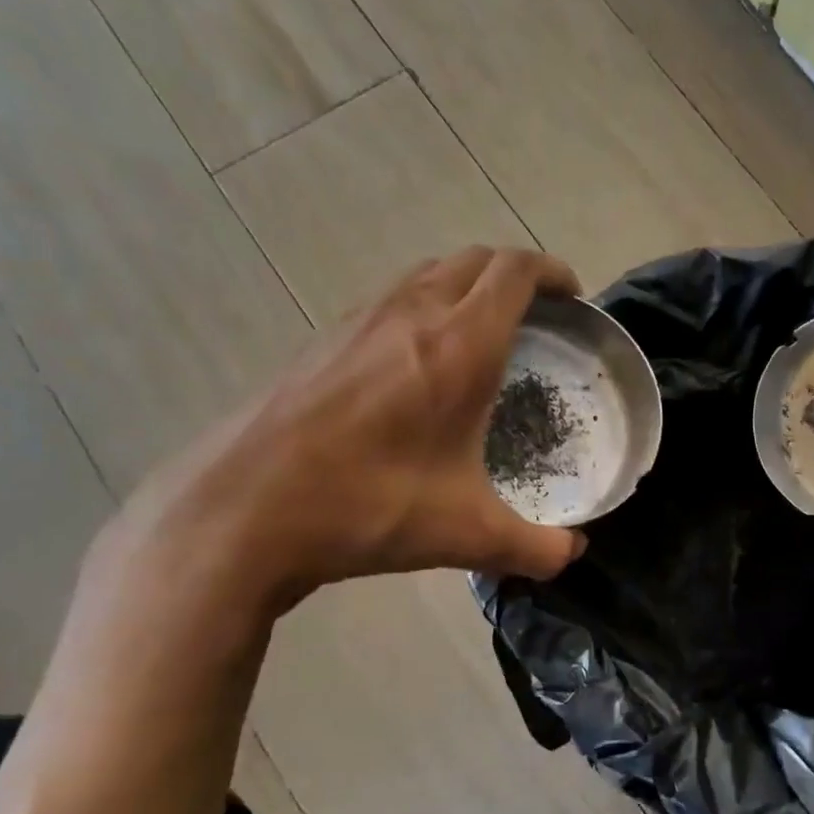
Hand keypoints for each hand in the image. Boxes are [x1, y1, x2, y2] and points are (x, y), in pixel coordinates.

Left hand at [101, 247, 586, 622]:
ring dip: (467, 284)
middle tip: (536, 316)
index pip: (515, 272)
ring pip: (429, 272)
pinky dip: (424, 305)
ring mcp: (360, 320)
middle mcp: (411, 313)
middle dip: (515, 275)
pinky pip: (391, 298)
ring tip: (483, 331)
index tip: (572, 297)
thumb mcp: (467, 536)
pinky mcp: (324, 339)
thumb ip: (535, 547)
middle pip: (475, 260)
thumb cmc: (367, 507)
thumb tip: (572, 553)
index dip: (551, 271)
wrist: (241, 512)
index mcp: (459, 345)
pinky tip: (419, 361)